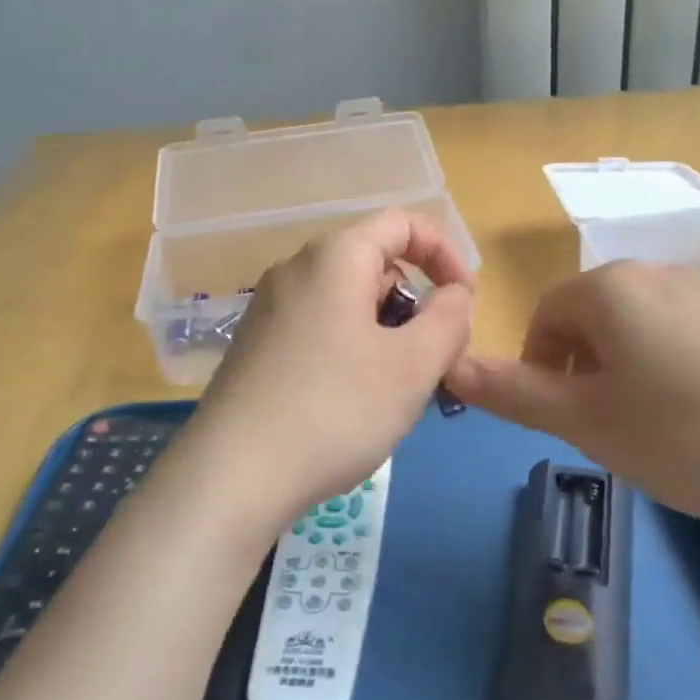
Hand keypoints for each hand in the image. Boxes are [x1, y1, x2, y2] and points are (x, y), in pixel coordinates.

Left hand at [187, 209, 474, 526]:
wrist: (232, 475)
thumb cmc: (335, 410)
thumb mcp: (413, 366)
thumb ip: (449, 319)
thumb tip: (454, 295)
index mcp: (335, 257)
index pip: (402, 223)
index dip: (445, 253)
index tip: (467, 301)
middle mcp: (295, 270)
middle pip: (374, 262)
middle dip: (415, 301)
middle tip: (433, 358)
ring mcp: (269, 308)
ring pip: (347, 300)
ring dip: (385, 331)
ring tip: (395, 388)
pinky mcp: (255, 345)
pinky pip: (319, 327)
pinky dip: (351, 348)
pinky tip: (350, 402)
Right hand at [443, 262, 699, 531]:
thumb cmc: (685, 434)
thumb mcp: (587, 421)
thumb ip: (513, 391)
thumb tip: (451, 366)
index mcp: (611, 287)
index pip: (545, 314)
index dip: (538, 364)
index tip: (557, 414)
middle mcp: (657, 274)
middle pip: (591, 316)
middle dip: (580, 368)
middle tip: (599, 427)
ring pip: (636, 328)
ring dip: (621, 371)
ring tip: (647, 428)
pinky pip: (681, 335)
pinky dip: (667, 370)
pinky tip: (697, 420)